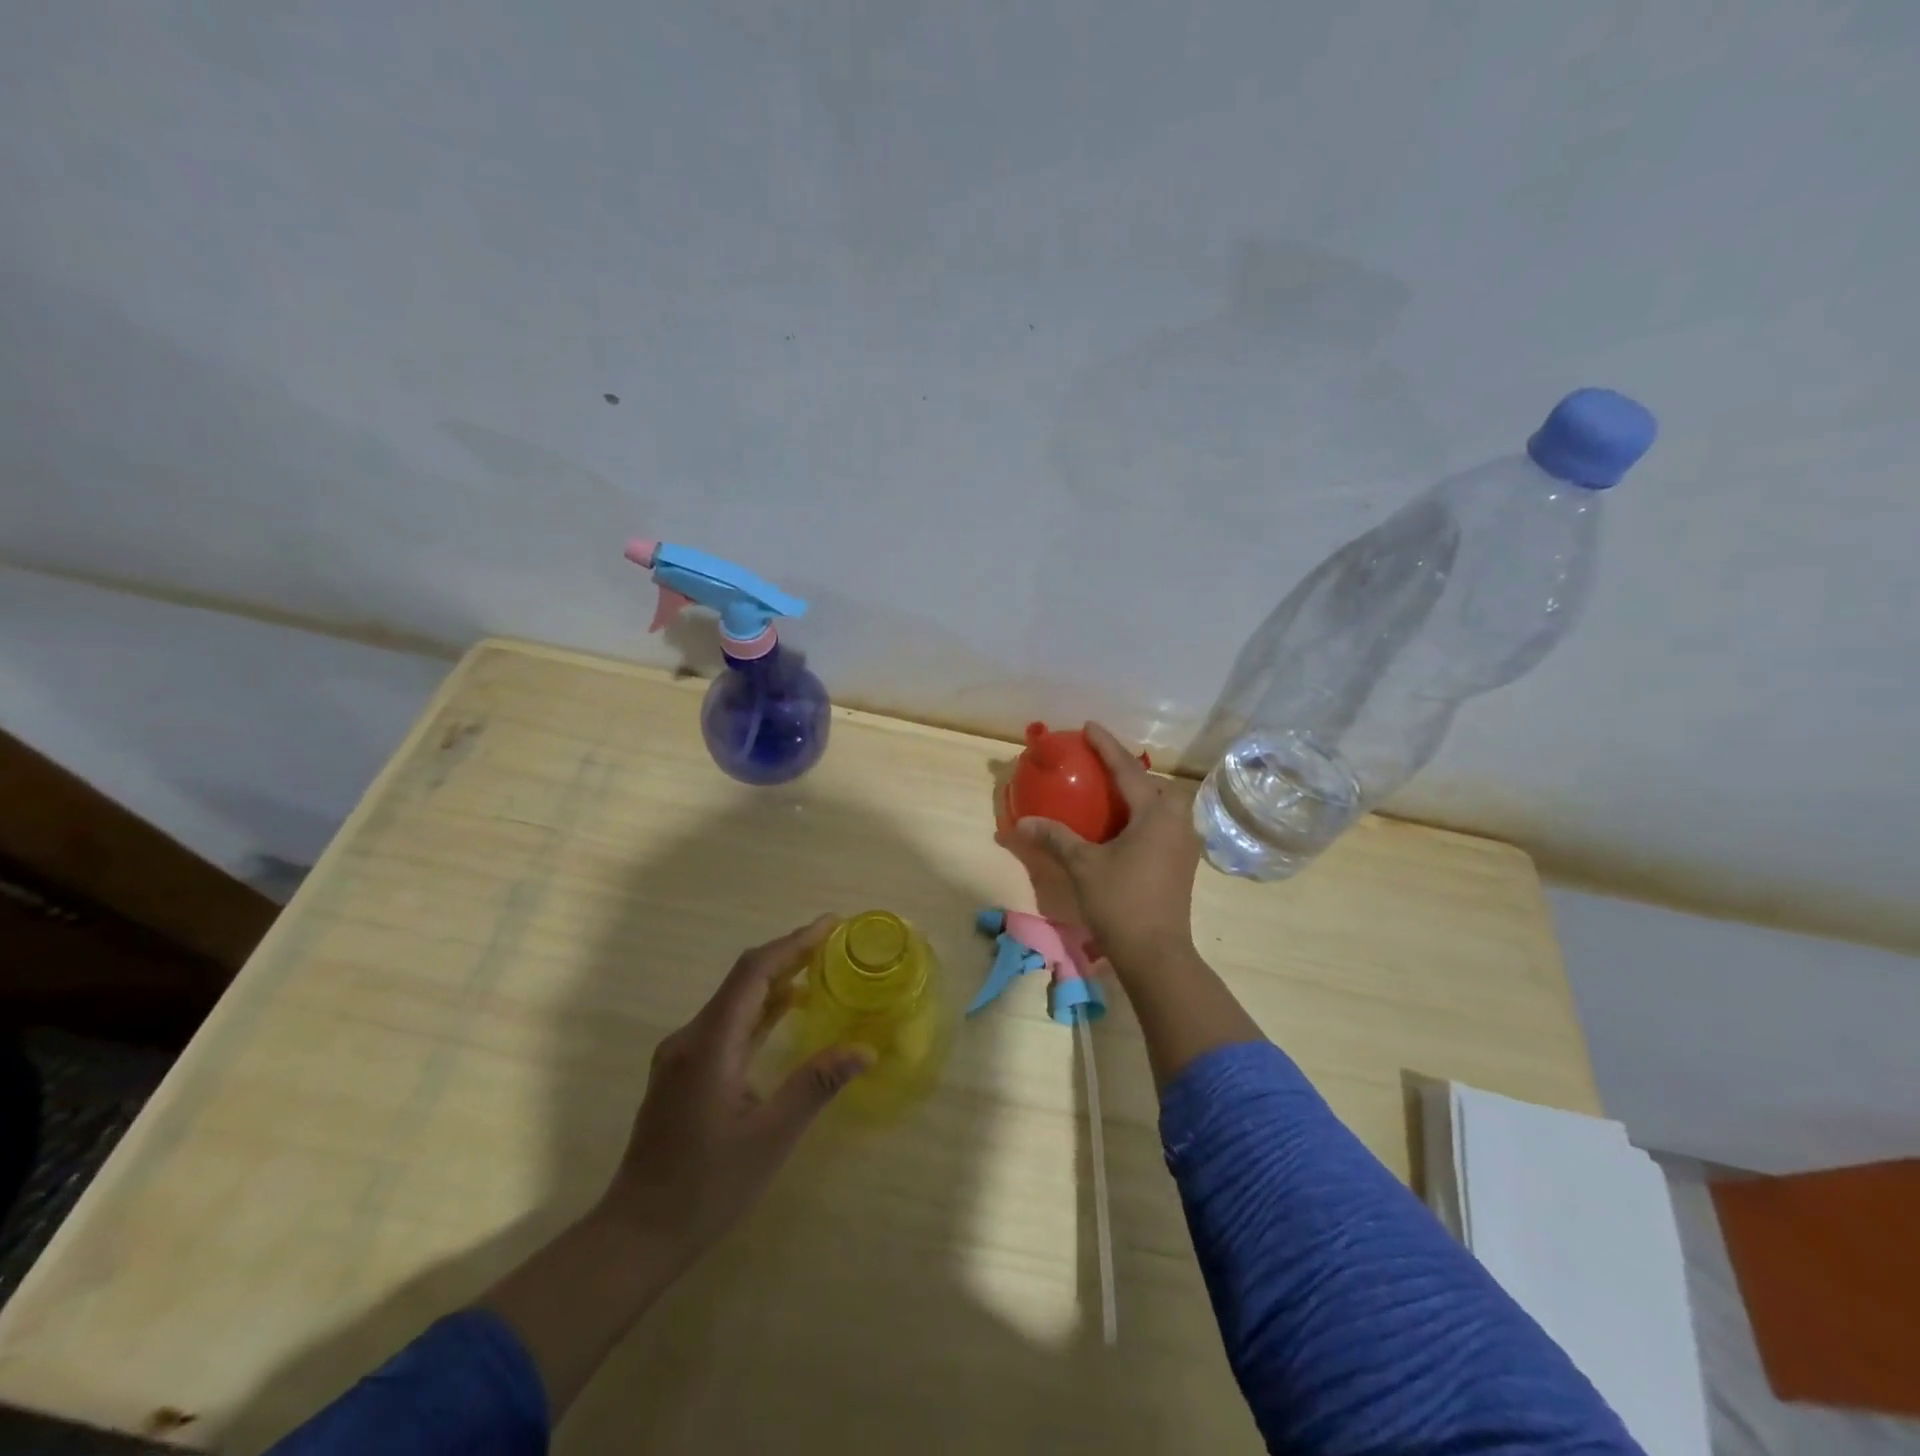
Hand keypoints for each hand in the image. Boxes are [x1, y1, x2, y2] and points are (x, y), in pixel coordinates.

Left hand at [597, 915, 872, 1272]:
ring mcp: (682, 1053)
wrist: (637, 1234)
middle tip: (833, 942)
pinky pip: (727, 1022)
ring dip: (775, 980)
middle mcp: (691, 1038)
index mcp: (709, 1045)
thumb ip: (815, 1085)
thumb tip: (864, 1049)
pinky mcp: (683, 1070)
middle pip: (743, 979)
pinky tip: (785, 1012)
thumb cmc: (707, 1187)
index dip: (793, 944)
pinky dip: (760, 1008)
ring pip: (734, 999)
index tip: (830, 925)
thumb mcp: (770, 1138)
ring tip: (819, 969)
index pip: (753, 973)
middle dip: (788, 955)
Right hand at [1016, 723, 1201, 975]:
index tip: (1089, 726)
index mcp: (1155, 814)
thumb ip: (1055, 838)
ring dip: (1140, 793)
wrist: (1157, 954)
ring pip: (1163, 805)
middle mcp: (1176, 822)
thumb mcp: (1083, 866)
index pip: (1128, 769)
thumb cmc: (1121, 902)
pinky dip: (1144, 815)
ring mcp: (1184, 844)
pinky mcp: (1182, 863)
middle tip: (1101, 766)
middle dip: (1130, 770)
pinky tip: (1125, 827)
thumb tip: (1022, 822)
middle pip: (1155, 784)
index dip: (1106, 746)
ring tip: (1112, 794)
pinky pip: (1164, 824)